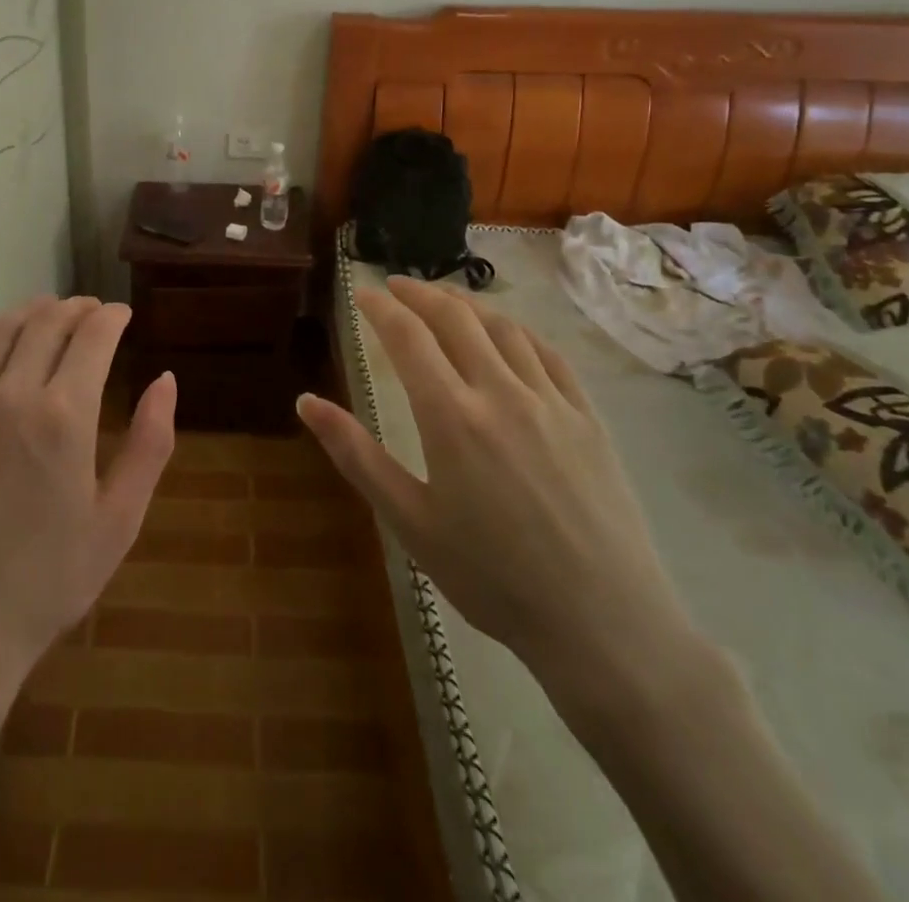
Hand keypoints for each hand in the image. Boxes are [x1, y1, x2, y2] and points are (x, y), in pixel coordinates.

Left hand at [0, 296, 175, 714]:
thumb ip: (150, 443)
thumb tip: (166, 380)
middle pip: (45, 324)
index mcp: (65, 416)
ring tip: (50, 310)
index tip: (123, 313)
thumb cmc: (48, 581)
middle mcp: (11, 397)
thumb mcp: (120, 519)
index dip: (111, 316)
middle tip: (92, 309)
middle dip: (75, 308)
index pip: (92, 337)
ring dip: (30, 312)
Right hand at [298, 276, 702, 710]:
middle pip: (455, 318)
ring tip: (444, 301)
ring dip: (466, 305)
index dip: (380, 308)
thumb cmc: (491, 577)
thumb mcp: (409, 520)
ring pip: (503, 328)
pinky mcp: (587, 417)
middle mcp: (500, 392)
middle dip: (420, 293)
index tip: (361, 293)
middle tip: (396, 285)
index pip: (408, 337)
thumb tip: (306, 401)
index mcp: (451, 416)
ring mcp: (550, 400)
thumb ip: (355, 454)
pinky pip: (548, 354)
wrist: (603, 623)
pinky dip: (518, 331)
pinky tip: (508, 334)